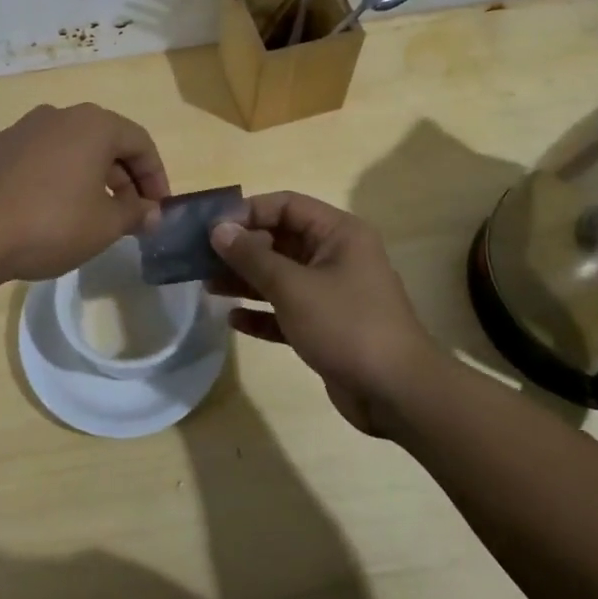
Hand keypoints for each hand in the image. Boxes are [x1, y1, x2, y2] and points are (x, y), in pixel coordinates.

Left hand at [0, 104, 170, 283]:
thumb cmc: (50, 224)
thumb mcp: (104, 225)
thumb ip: (135, 214)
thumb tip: (152, 212)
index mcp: (93, 125)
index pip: (140, 142)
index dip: (155, 176)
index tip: (157, 209)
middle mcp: (58, 116)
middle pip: (104, 141)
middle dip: (122, 178)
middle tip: (128, 215)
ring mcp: (20, 129)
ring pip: (68, 148)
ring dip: (87, 175)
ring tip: (88, 212)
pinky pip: (35, 158)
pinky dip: (50, 176)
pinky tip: (44, 206)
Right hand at [209, 192, 441, 435]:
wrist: (397, 393)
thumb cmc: (346, 325)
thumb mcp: (293, 286)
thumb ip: (252, 256)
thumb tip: (218, 229)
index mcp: (338, 234)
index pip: (286, 205)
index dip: (248, 212)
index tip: (211, 228)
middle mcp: (336, 256)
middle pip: (280, 240)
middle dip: (241, 248)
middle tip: (200, 259)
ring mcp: (332, 293)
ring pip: (280, 277)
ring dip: (246, 280)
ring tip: (207, 286)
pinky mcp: (326, 327)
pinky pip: (286, 311)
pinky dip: (262, 312)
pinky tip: (233, 319)